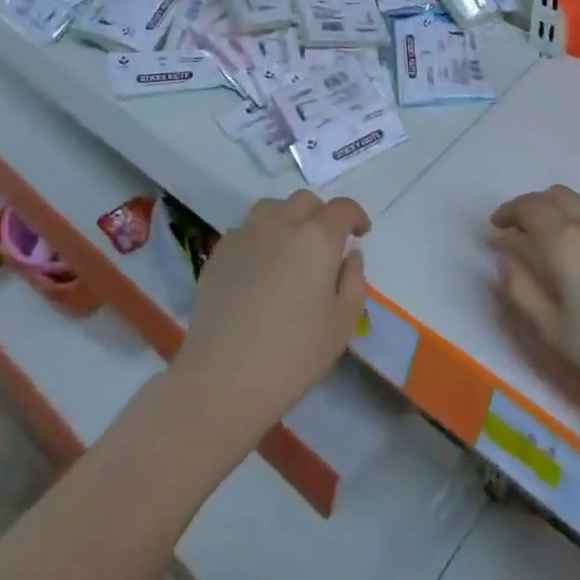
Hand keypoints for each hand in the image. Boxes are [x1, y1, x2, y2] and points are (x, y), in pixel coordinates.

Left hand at [171, 190, 369, 454]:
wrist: (223, 378)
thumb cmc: (293, 355)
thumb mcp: (342, 324)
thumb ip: (354, 281)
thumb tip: (349, 256)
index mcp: (317, 238)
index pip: (343, 208)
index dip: (355, 216)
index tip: (360, 233)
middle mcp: (281, 224)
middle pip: (306, 201)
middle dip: (322, 215)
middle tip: (326, 245)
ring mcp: (246, 234)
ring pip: (272, 208)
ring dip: (288, 219)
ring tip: (290, 249)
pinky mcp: (220, 251)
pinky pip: (246, 230)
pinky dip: (260, 238)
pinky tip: (260, 269)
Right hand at [490, 184, 579, 416]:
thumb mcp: (553, 333)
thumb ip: (521, 290)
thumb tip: (503, 259)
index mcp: (566, 242)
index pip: (530, 207)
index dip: (509, 212)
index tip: (496, 226)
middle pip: (558, 195)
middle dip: (534, 206)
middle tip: (522, 230)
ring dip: (565, 211)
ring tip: (559, 240)